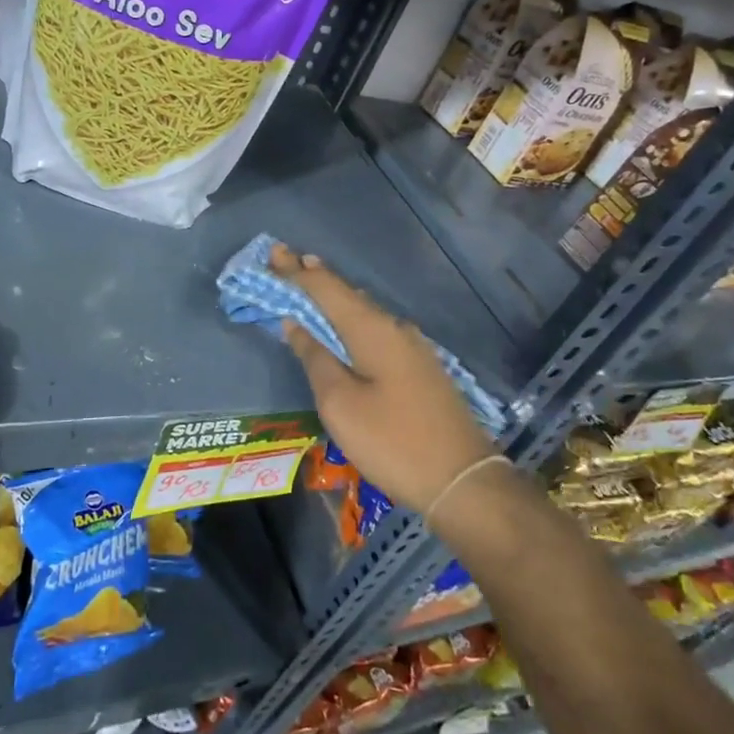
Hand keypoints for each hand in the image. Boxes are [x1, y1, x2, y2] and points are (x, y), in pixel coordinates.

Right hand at [269, 243, 492, 513]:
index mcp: (372, 330)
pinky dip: (351, 318)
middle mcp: (394, 328)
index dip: (295, 272)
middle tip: (285, 261)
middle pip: (346, 294)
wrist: (461, 479)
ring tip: (310, 279)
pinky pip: (376, 328)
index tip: (272, 253)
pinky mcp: (420, 367)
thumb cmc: (391, 441)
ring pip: (364, 310)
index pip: (326, 289)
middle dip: (313, 277)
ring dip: (334, 296)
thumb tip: (296, 325)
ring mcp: (412, 347)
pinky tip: (345, 321)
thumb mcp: (340, 404)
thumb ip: (316, 359)